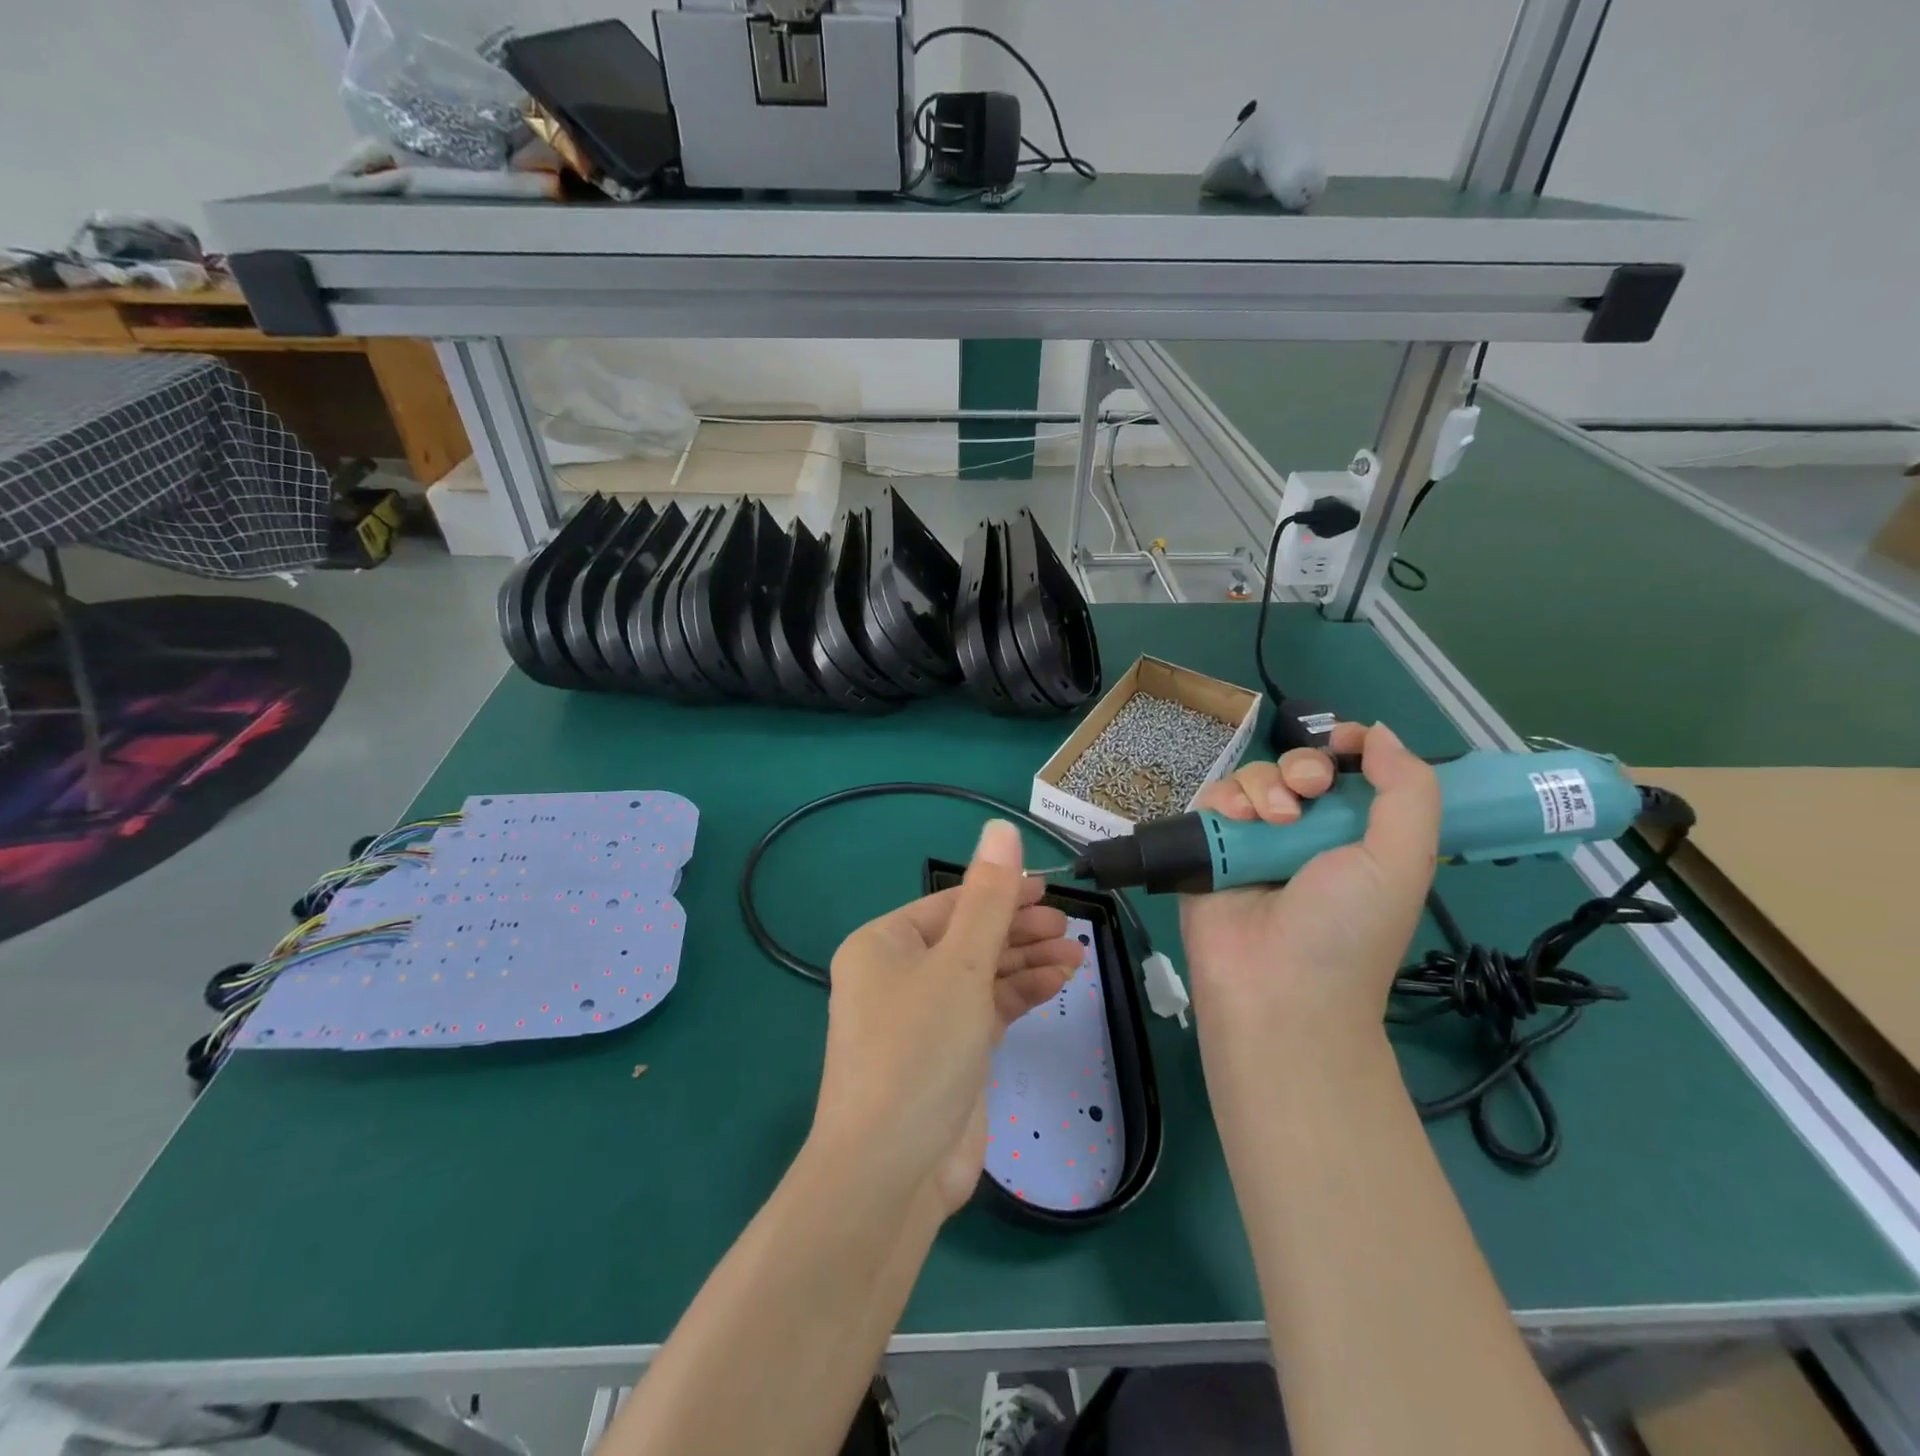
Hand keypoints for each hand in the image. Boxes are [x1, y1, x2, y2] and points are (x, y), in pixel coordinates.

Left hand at [810, 822, 1083, 1214]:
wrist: (890, 1171)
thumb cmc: (918, 1050)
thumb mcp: (959, 965)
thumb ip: (989, 898)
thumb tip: (1001, 828)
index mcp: (884, 944)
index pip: (952, 903)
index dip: (1002, 892)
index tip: (1050, 890)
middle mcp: (898, 975)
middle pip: (969, 936)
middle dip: (1018, 929)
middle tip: (1068, 925)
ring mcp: (923, 1017)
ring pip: (982, 973)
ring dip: (1026, 961)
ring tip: (1076, 952)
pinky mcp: (948, 1053)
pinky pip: (988, 1008)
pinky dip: (1020, 994)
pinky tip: (1059, 981)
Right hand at [1180, 722, 1439, 1039]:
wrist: (1277, 988)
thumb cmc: (1348, 929)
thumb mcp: (1402, 860)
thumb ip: (1407, 790)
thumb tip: (1377, 732)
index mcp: (1354, 836)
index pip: (1347, 773)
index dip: (1345, 747)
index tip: (1343, 741)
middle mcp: (1302, 833)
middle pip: (1295, 768)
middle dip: (1303, 767)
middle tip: (1308, 792)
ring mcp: (1252, 840)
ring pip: (1251, 778)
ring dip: (1263, 786)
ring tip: (1269, 821)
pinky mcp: (1208, 848)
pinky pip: (1212, 800)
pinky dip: (1224, 800)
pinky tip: (1237, 821)